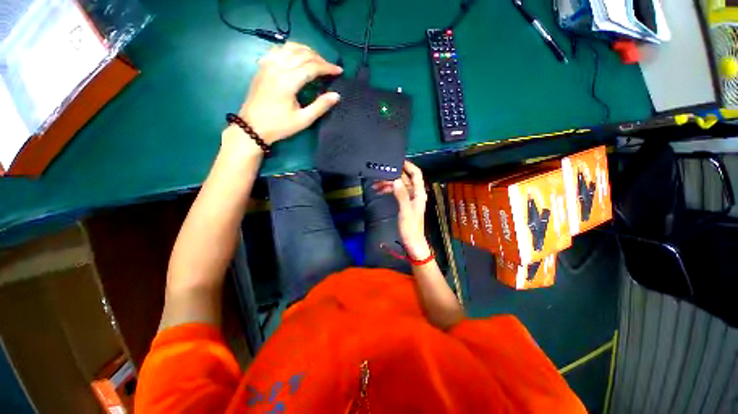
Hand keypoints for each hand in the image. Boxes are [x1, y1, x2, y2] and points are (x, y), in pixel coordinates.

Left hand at [236, 42, 342, 144]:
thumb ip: (320, 106)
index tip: (339, 71)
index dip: (327, 67)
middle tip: (330, 68)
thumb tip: (336, 95)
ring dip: (306, 51)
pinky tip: (297, 57)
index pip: (312, 67)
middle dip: (319, 58)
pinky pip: (278, 49)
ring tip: (317, 60)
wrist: (252, 126)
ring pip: (290, 47)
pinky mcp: (262, 66)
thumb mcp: (303, 120)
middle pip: (302, 54)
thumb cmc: (279, 126)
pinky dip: (291, 49)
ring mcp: (268, 64)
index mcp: (288, 81)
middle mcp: (278, 67)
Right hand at [373, 161, 430, 260]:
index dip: (408, 165)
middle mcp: (415, 193)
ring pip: (399, 185)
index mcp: (419, 193)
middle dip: (393, 175)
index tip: (397, 160)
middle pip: (405, 178)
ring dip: (388, 183)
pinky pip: (396, 192)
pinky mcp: (404, 203)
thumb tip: (395, 180)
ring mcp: (409, 198)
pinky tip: (379, 190)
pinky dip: (389, 190)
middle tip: (380, 173)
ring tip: (375, 184)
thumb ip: (401, 195)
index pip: (416, 174)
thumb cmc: (411, 228)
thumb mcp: (405, 211)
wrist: (412, 242)